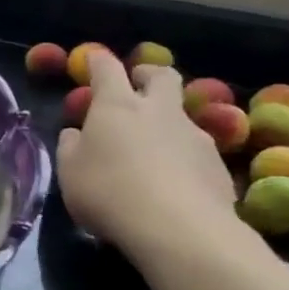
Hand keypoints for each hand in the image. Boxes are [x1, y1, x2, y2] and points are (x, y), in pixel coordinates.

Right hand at [56, 51, 238, 262]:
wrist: (178, 229)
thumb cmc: (108, 192)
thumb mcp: (70, 173)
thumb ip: (71, 147)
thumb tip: (75, 133)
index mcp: (117, 105)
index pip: (106, 68)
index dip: (98, 62)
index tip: (93, 60)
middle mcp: (159, 111)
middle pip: (162, 76)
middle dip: (148, 75)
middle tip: (138, 84)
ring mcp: (194, 135)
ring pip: (183, 115)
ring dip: (168, 122)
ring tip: (155, 149)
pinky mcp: (218, 165)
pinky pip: (198, 152)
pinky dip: (185, 159)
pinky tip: (176, 184)